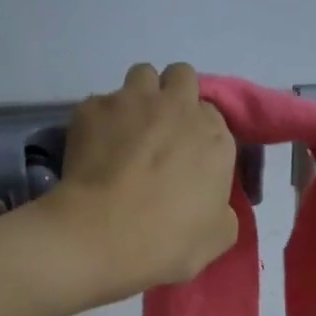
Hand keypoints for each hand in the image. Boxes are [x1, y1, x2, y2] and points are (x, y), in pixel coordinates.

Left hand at [42, 62, 238, 304]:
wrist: (101, 235)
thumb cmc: (168, 240)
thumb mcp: (219, 236)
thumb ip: (223, 209)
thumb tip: (213, 203)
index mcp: (214, 137)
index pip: (213, 115)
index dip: (200, 133)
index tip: (189, 157)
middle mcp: (177, 107)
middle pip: (182, 77)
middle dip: (174, 96)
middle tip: (162, 131)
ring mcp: (132, 102)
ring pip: (142, 75)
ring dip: (140, 97)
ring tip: (128, 130)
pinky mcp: (92, 108)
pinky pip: (101, 103)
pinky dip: (101, 121)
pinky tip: (94, 150)